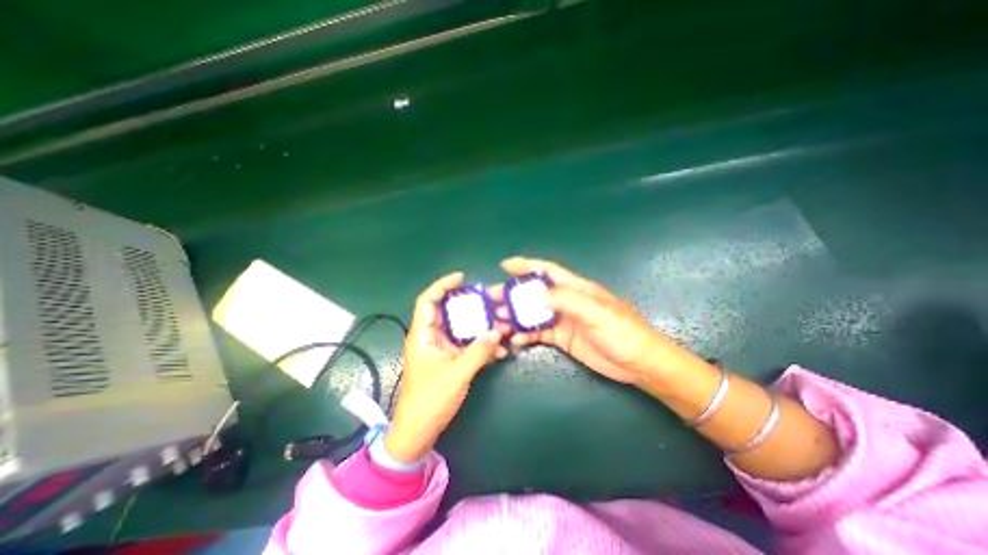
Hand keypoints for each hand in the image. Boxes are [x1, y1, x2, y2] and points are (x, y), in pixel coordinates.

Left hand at [385, 271, 509, 461]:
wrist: (418, 431)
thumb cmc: (430, 400)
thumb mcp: (457, 373)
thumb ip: (478, 351)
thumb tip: (496, 332)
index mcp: (422, 335)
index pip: (428, 300)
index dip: (443, 285)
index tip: (462, 278)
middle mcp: (430, 338)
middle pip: (448, 312)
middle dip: (469, 306)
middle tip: (488, 302)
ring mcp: (440, 349)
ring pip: (460, 329)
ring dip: (479, 328)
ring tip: (500, 327)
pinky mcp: (448, 361)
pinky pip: (465, 345)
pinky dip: (480, 345)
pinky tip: (498, 351)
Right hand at [495, 256, 687, 385]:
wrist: (638, 363)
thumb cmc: (622, 332)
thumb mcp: (596, 313)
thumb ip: (566, 301)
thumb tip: (535, 296)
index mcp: (575, 288)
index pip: (547, 271)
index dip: (526, 266)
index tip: (505, 265)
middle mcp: (565, 301)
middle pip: (534, 293)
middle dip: (512, 294)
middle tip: (490, 299)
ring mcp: (562, 320)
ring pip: (532, 314)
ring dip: (514, 316)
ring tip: (496, 321)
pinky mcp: (561, 338)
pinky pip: (538, 333)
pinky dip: (525, 335)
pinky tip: (515, 340)